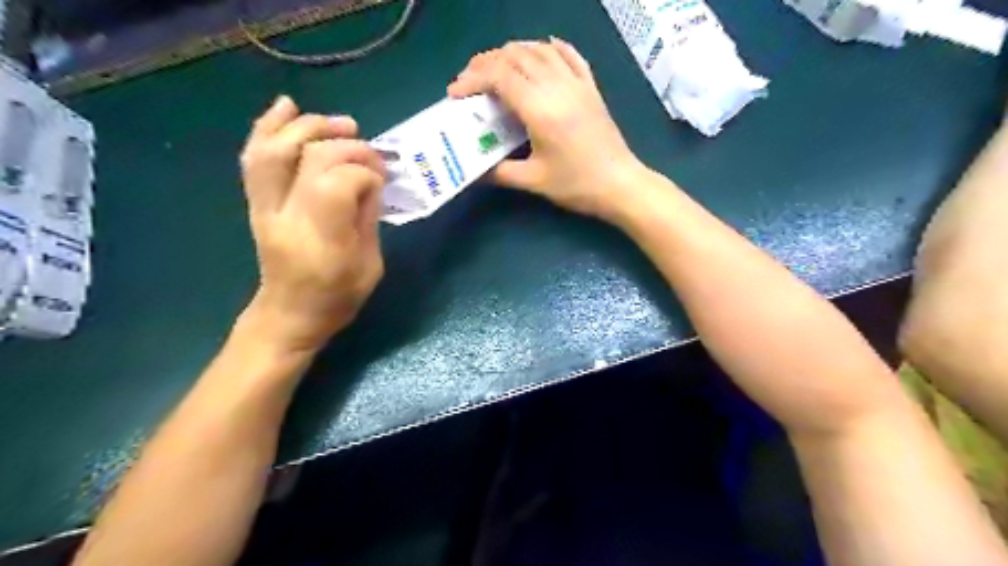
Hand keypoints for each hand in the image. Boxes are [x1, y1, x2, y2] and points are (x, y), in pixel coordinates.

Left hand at [238, 95, 386, 350]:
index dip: (365, 172)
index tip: (381, 180)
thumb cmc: (337, 299)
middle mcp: (287, 217)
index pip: (337, 183)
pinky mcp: (256, 202)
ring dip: (309, 127)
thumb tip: (371, 180)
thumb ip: (369, 218)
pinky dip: (268, 127)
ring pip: (275, 149)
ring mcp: (265, 206)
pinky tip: (288, 107)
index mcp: (322, 241)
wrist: (289, 315)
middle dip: (347, 146)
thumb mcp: (370, 265)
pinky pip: (254, 157)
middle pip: (310, 158)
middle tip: (371, 152)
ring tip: (340, 124)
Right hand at [446, 38, 645, 218]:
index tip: (455, 93)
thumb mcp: (534, 181)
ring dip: (513, 52)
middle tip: (469, 79)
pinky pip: (570, 55)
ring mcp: (577, 83)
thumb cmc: (576, 185)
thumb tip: (475, 171)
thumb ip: (500, 172)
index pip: (499, 77)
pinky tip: (543, 47)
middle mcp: (557, 87)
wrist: (620, 184)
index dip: (473, 79)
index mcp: (540, 109)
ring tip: (496, 65)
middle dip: (486, 63)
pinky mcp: (591, 88)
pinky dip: (551, 47)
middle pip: (515, 56)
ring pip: (540, 50)